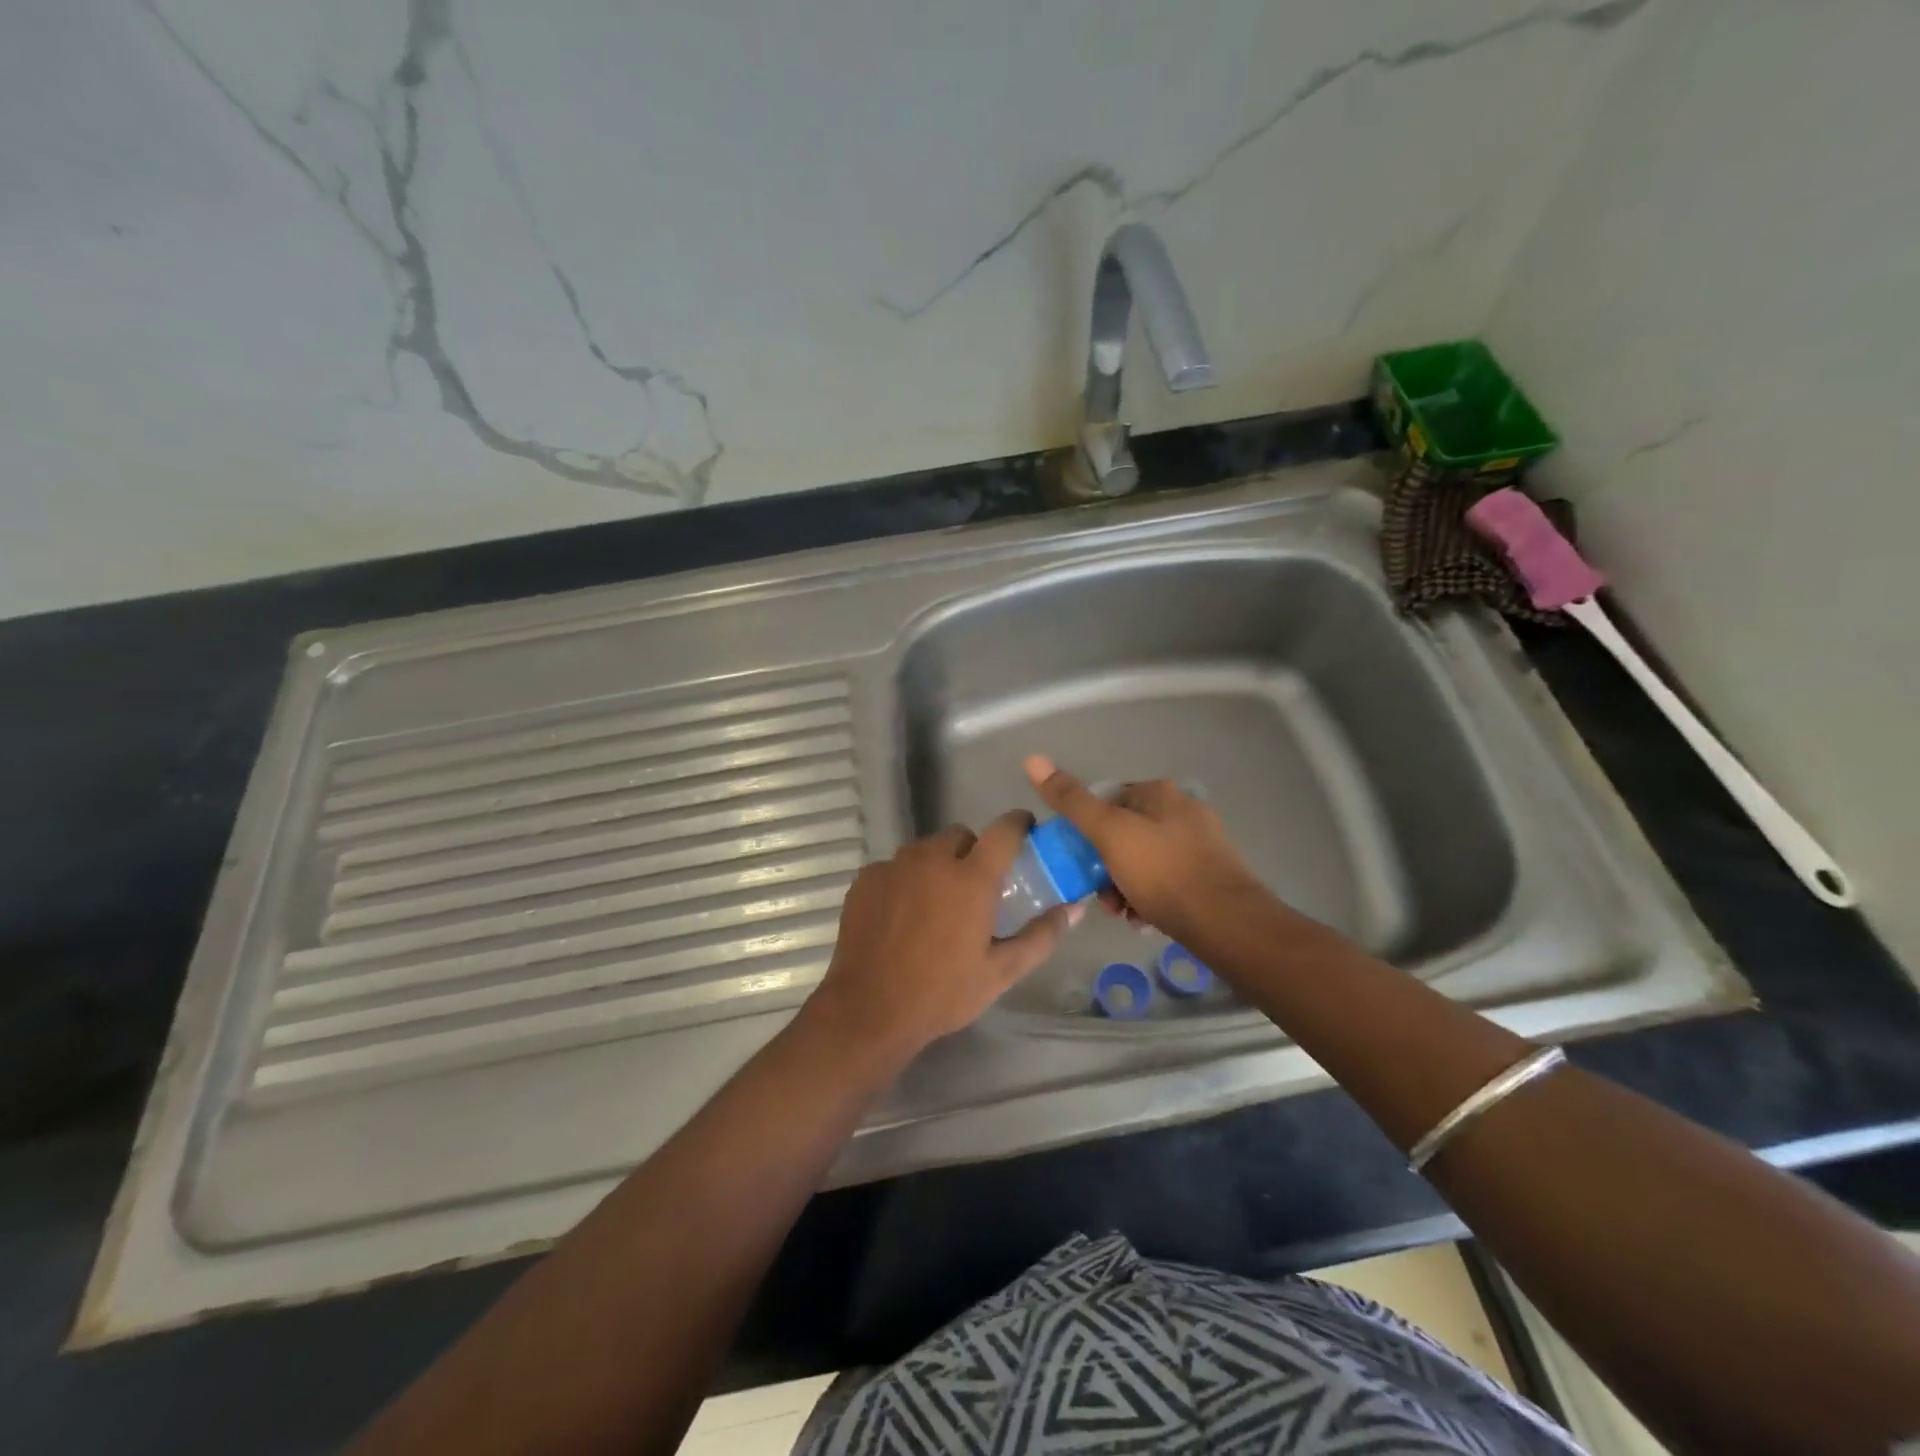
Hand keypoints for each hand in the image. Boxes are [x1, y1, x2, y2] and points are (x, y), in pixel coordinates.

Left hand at [804, 814, 1081, 1065]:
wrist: (870, 1011)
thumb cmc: (943, 993)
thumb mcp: (1001, 971)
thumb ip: (1041, 935)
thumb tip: (1074, 909)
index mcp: (971, 878)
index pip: (1004, 830)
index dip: (1018, 824)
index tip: (1025, 830)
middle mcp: (932, 859)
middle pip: (960, 836)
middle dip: (972, 852)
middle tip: (974, 889)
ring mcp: (894, 866)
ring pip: (925, 849)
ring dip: (937, 865)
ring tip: (935, 905)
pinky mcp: (866, 879)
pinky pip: (894, 866)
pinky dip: (904, 880)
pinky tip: (901, 916)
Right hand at [1024, 755, 1265, 942]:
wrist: (1225, 922)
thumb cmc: (1161, 872)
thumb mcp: (1108, 833)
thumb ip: (1071, 800)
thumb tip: (1032, 759)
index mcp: (1159, 792)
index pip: (1108, 801)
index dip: (1087, 832)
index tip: (1080, 863)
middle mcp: (1183, 809)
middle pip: (1125, 834)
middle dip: (1105, 867)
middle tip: (1101, 897)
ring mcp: (1201, 842)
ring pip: (1144, 860)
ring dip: (1124, 886)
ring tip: (1123, 913)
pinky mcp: (1211, 874)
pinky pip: (1167, 880)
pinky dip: (1150, 897)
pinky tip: (1144, 919)